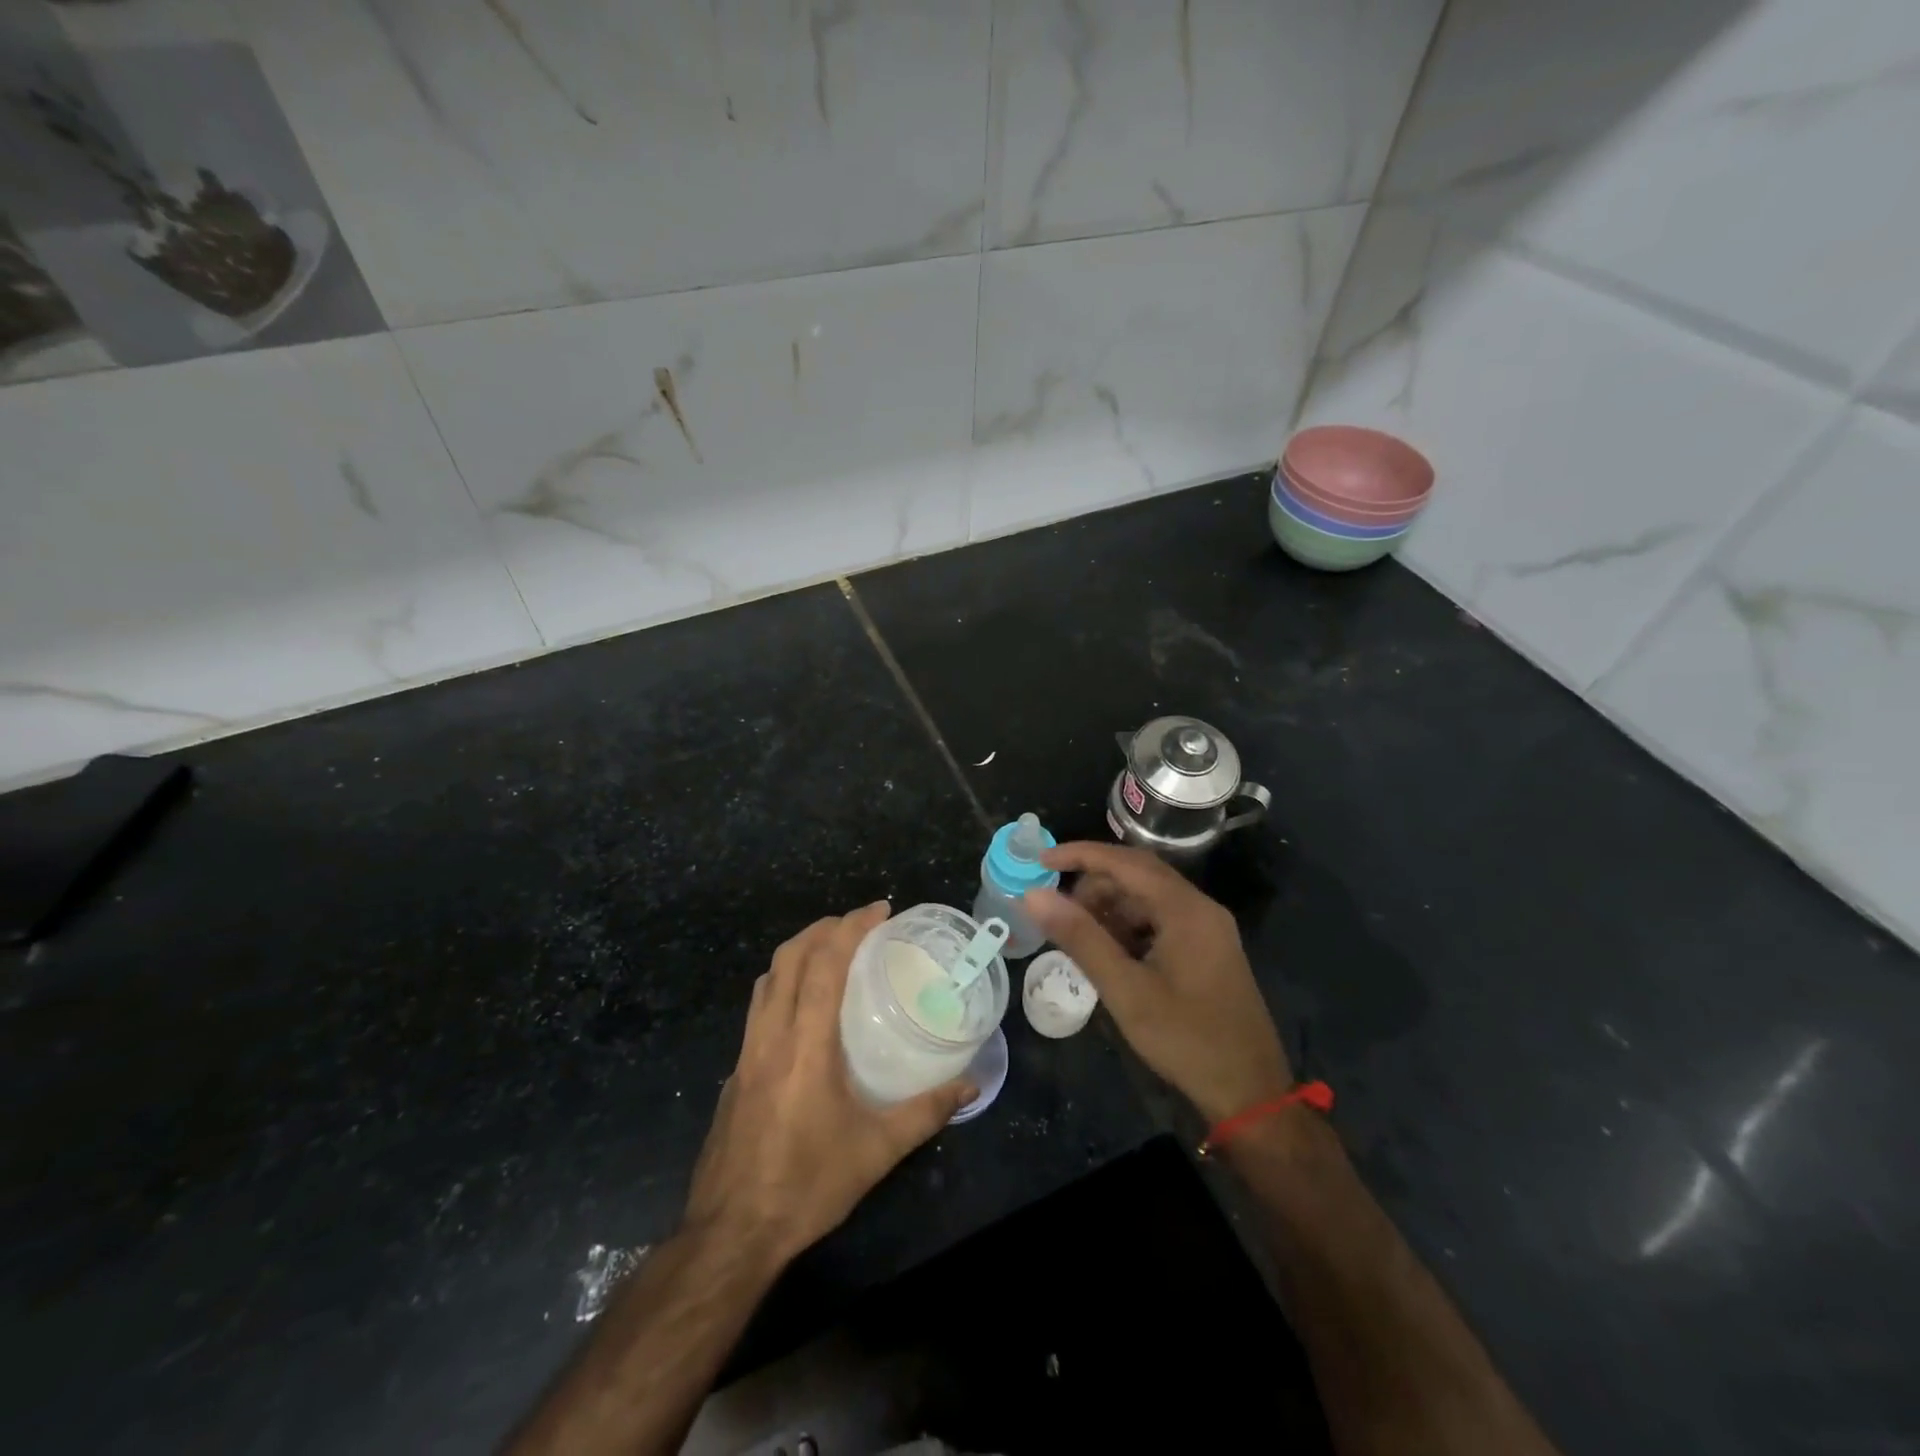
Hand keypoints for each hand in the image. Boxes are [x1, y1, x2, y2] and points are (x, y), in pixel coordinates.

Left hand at [684, 902, 975, 1267]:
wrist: (730, 1234)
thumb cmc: (806, 1186)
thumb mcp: (876, 1152)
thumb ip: (926, 1113)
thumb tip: (970, 1085)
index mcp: (805, 1046)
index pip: (823, 965)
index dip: (850, 928)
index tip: (879, 910)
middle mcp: (770, 1038)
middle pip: (788, 959)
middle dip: (822, 928)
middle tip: (858, 924)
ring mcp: (745, 1055)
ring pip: (766, 981)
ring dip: (797, 953)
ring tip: (830, 952)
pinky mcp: (734, 1074)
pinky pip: (757, 1010)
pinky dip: (781, 986)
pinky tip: (802, 1011)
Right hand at [1025, 843, 1291, 1123]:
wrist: (1250, 1092)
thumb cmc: (1186, 1039)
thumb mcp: (1125, 989)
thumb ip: (1080, 937)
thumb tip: (1034, 895)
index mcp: (1186, 909)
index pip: (1126, 862)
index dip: (1080, 855)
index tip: (1041, 859)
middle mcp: (1200, 908)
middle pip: (1139, 875)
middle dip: (1094, 886)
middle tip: (1059, 912)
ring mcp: (1207, 929)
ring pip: (1148, 899)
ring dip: (1111, 909)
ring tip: (1080, 938)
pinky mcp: (1207, 950)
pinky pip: (1160, 921)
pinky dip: (1129, 928)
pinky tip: (1110, 954)